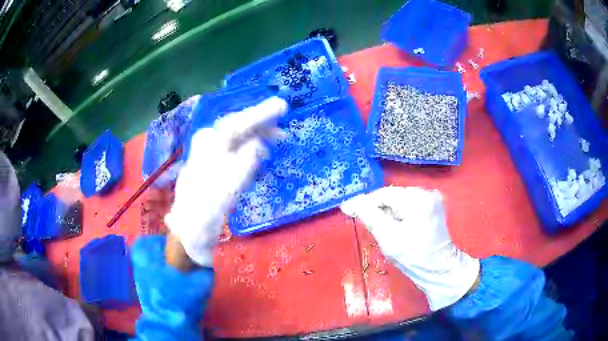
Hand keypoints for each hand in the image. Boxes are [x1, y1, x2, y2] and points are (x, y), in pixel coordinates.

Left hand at [165, 97, 287, 266]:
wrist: (191, 225)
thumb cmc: (212, 202)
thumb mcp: (235, 178)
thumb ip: (250, 155)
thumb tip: (258, 143)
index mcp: (211, 140)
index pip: (240, 121)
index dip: (262, 113)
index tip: (282, 105)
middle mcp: (207, 141)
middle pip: (237, 126)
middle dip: (261, 125)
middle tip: (283, 129)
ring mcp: (207, 151)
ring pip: (235, 137)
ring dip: (256, 137)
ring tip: (276, 141)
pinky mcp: (210, 163)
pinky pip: (232, 148)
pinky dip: (247, 148)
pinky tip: (258, 153)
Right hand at [341, 186, 479, 310]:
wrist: (439, 271)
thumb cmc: (414, 257)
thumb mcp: (388, 237)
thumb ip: (368, 216)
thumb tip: (349, 203)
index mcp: (418, 197)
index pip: (384, 194)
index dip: (364, 202)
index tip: (347, 209)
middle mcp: (426, 192)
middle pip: (392, 196)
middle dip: (376, 209)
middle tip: (362, 221)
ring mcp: (430, 200)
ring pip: (398, 202)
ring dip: (385, 213)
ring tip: (378, 228)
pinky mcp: (430, 208)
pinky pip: (406, 207)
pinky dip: (395, 216)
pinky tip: (391, 228)